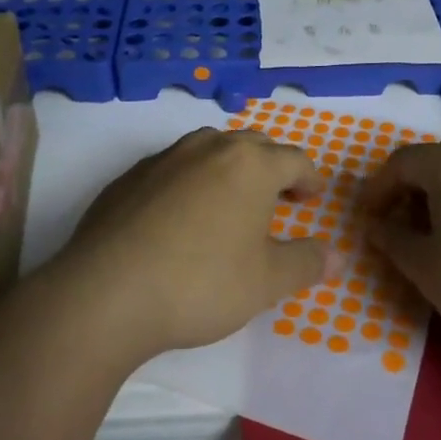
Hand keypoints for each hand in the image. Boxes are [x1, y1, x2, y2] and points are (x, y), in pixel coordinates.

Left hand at [53, 127, 327, 360]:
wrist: (106, 294)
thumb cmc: (201, 283)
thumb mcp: (266, 283)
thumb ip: (306, 264)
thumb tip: (334, 256)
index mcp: (250, 164)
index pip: (294, 160)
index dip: (309, 178)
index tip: (312, 197)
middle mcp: (209, 148)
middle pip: (253, 146)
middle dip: (272, 168)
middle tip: (280, 198)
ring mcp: (164, 158)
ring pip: (210, 149)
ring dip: (230, 168)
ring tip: (232, 201)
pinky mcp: (129, 177)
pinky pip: (173, 168)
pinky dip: (191, 181)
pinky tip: (182, 216)